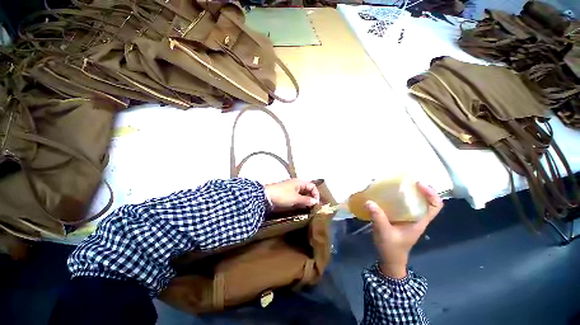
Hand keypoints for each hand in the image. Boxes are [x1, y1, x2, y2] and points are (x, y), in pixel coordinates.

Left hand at [264, 179, 319, 212]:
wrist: (265, 197)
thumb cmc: (282, 196)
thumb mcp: (296, 198)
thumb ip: (306, 200)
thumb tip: (315, 202)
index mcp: (300, 182)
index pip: (312, 186)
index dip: (316, 194)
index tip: (316, 204)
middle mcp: (296, 185)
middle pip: (307, 191)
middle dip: (311, 198)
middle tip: (313, 208)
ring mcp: (291, 190)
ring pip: (302, 195)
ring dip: (305, 202)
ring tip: (307, 210)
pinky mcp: (287, 196)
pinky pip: (296, 198)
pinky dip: (299, 203)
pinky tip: (300, 209)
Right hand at [365, 183, 442, 278]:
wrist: (390, 259)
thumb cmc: (392, 248)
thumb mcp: (385, 233)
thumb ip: (378, 217)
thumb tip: (369, 201)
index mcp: (419, 222)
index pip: (435, 206)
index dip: (431, 193)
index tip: (418, 184)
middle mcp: (416, 217)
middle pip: (425, 200)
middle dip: (417, 189)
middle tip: (404, 180)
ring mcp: (408, 218)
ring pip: (413, 202)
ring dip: (407, 192)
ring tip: (394, 184)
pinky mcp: (400, 218)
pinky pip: (402, 205)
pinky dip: (397, 198)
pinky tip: (386, 194)